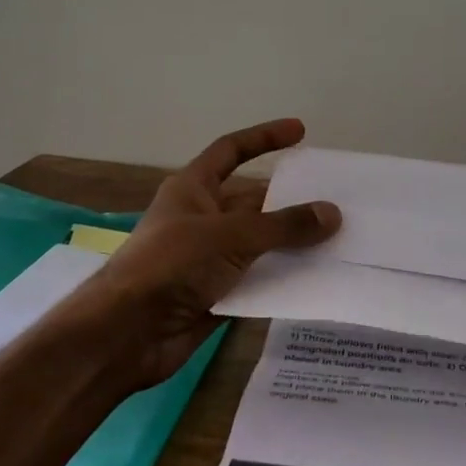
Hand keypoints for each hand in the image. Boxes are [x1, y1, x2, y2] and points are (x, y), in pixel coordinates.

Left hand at [83, 119, 339, 391]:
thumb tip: (332, 213)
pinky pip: (257, 278)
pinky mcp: (216, 293)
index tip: (300, 131)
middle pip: (253, 201)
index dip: (264, 138)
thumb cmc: (171, 266)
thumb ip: (283, 226)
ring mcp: (208, 258)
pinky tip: (317, 278)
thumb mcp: (230, 236)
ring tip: (339, 239)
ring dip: (292, 242)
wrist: (126, 333)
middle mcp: (201, 218)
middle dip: (290, 200)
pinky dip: (282, 277)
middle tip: (336, 200)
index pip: (231, 151)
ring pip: (259, 243)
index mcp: (192, 189)